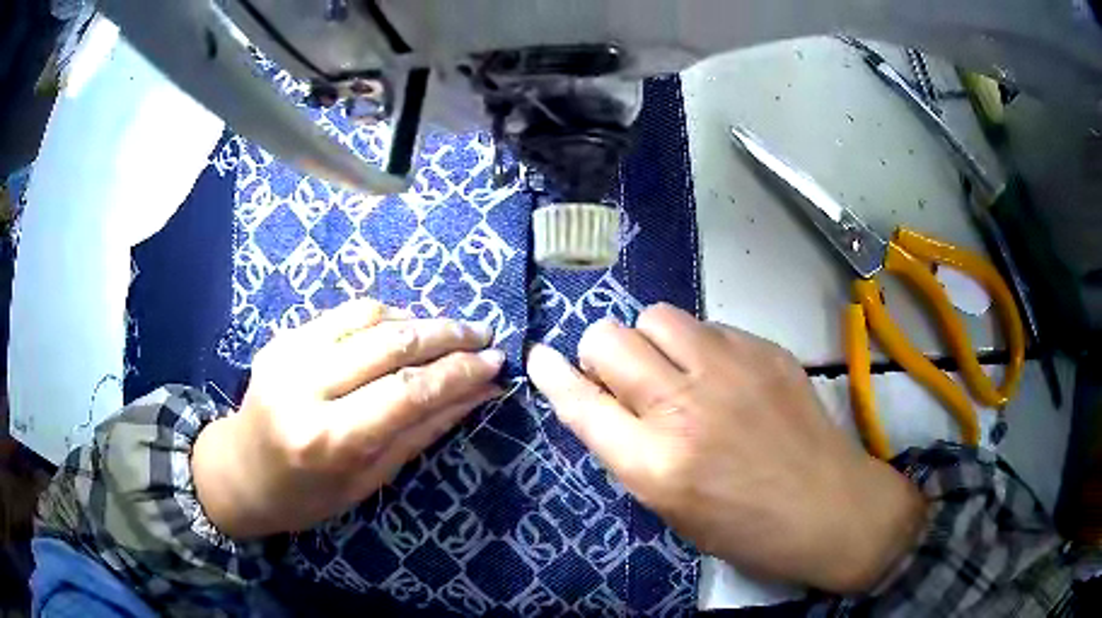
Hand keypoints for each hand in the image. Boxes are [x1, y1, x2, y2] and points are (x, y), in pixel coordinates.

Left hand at [193, 299, 503, 538]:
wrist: (240, 472)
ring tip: (448, 333)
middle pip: (391, 345)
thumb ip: (422, 431)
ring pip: (368, 317)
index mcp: (329, 440)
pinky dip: (383, 316)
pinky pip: (343, 314)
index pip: (408, 392)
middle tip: (482, 335)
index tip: (496, 361)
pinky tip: (403, 328)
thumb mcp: (369, 479)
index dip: (459, 372)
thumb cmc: (307, 495)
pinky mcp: (281, 338)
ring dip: (418, 319)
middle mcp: (305, 389)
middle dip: (447, 335)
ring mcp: (288, 355)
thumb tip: (477, 394)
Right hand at [526, 304, 924, 592]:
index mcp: (656, 463)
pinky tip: (723, 375)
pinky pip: (708, 326)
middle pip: (609, 340)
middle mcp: (686, 406)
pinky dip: (700, 346)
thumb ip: (632, 452)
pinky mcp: (764, 349)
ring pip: (656, 316)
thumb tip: (606, 403)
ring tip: (673, 369)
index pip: (581, 403)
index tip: (540, 359)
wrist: (829, 507)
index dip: (553, 376)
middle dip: (601, 355)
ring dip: (650, 341)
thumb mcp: (671, 508)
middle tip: (623, 378)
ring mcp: (730, 368)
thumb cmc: (746, 528)